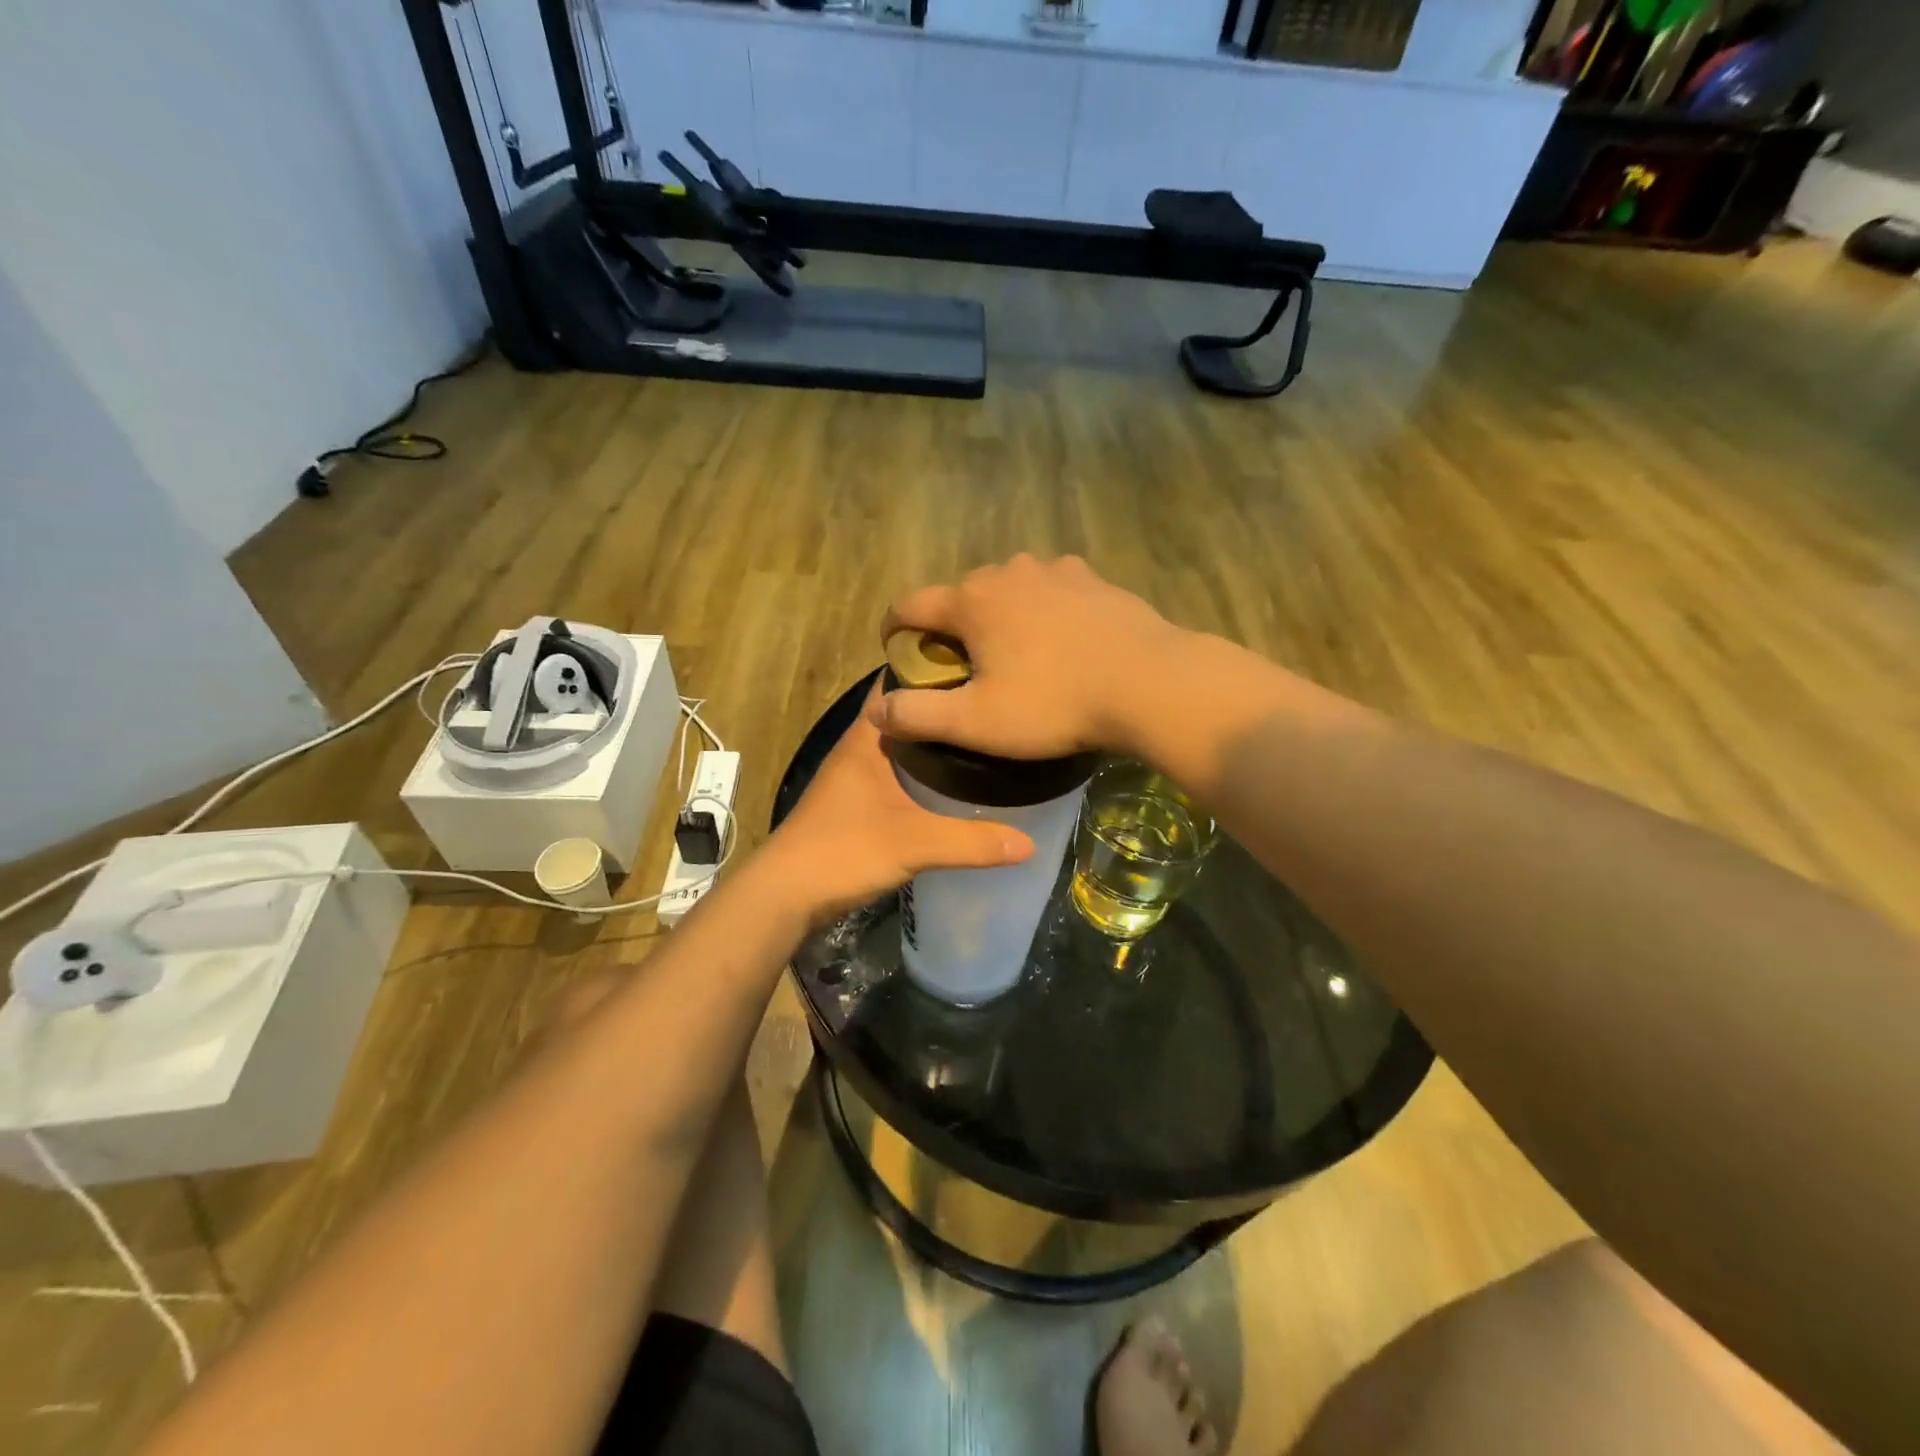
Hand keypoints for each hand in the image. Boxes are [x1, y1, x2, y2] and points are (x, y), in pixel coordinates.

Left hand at [760, 690, 1033, 922]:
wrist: (785, 896)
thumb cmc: (843, 852)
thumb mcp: (914, 844)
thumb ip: (971, 842)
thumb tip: (1029, 843)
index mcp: (867, 737)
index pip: (900, 682)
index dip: (936, 668)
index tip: (981, 665)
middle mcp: (860, 748)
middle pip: (908, 714)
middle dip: (946, 708)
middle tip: (996, 705)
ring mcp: (857, 777)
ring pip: (904, 747)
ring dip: (937, 743)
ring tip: (986, 740)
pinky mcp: (858, 804)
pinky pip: (900, 776)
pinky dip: (926, 774)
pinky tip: (957, 786)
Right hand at [868, 554, 1182, 758]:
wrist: (1150, 684)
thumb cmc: (1054, 704)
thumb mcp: (977, 722)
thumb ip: (918, 715)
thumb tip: (875, 708)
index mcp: (972, 600)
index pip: (909, 604)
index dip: (892, 630)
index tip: (896, 654)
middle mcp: (1008, 571)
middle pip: (960, 597)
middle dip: (951, 629)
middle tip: (963, 671)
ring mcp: (1056, 570)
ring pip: (1008, 591)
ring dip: (999, 618)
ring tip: (1015, 657)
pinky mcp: (1094, 580)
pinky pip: (1050, 592)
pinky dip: (1042, 613)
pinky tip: (1061, 644)